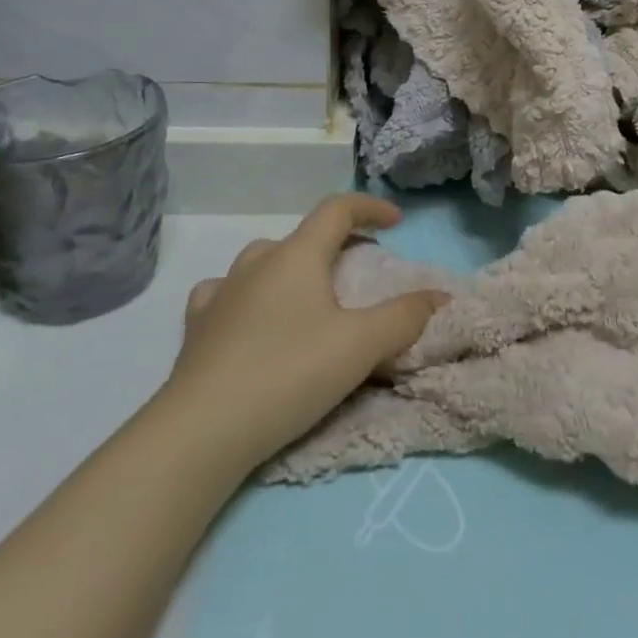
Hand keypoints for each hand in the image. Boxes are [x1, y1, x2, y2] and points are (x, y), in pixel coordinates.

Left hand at [163, 193, 447, 473]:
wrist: (202, 430)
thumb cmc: (289, 374)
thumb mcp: (360, 347)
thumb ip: (405, 317)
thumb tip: (440, 296)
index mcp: (297, 256)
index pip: (337, 209)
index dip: (370, 207)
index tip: (396, 222)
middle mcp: (257, 262)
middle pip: (303, 237)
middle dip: (336, 245)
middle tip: (360, 273)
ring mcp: (222, 293)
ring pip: (263, 262)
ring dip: (292, 268)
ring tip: (308, 298)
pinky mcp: (197, 327)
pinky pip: (226, 293)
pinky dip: (248, 296)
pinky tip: (249, 317)